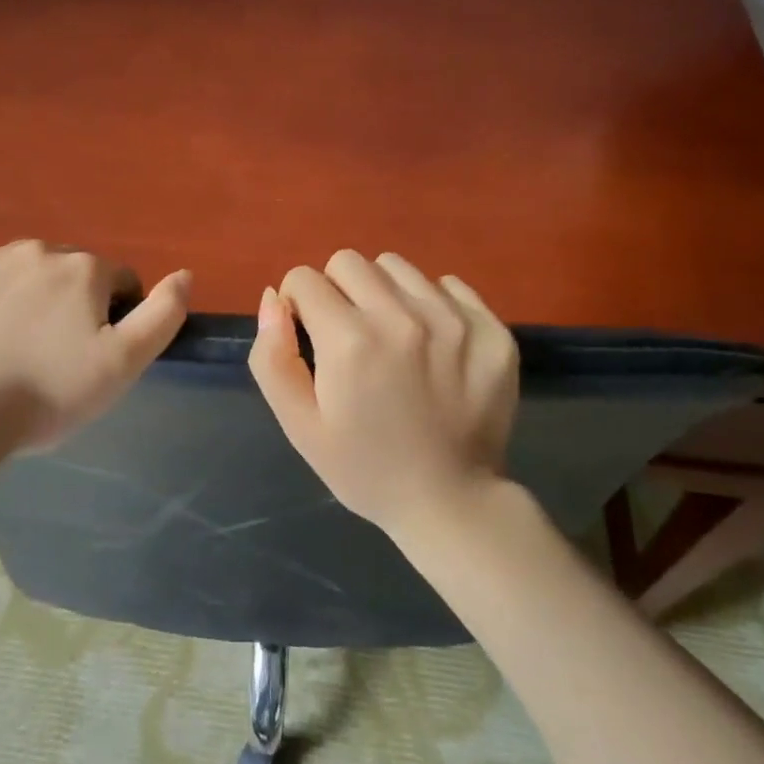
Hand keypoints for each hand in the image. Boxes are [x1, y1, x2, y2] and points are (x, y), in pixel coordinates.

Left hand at [0, 240, 191, 451]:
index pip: (121, 282)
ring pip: (28, 274)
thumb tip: (186, 274)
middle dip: (74, 304)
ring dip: (34, 300)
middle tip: (57, 356)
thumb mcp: (124, 363)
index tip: (97, 356)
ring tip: (18, 350)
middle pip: (73, 273)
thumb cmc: (49, 392)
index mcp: (84, 268)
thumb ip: (163, 314)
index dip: (117, 318)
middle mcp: (38, 250)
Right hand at [249, 249, 518, 537]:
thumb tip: (273, 297)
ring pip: (397, 267)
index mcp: (349, 341)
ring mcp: (453, 319)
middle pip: (348, 261)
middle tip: (349, 337)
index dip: (298, 306)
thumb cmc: (364, 468)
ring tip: (393, 338)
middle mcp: (402, 316)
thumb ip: (273, 357)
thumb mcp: (299, 425)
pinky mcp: (490, 328)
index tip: (312, 338)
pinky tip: (434, 346)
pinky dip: (432, 304)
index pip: (304, 278)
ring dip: (383, 292)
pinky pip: (448, 284)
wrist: (450, 502)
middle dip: (336, 291)